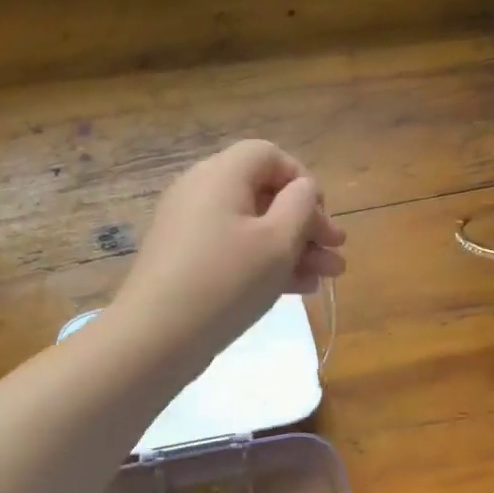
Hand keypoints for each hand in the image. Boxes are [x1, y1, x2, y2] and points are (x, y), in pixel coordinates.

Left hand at [110, 140, 346, 368]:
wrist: (156, 336)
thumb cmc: (226, 280)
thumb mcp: (278, 241)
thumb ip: (301, 205)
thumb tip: (303, 189)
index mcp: (221, 174)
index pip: (269, 156)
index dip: (302, 181)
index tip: (322, 218)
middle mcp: (201, 191)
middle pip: (264, 193)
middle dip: (306, 223)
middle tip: (336, 252)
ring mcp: (190, 227)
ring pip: (252, 226)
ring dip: (293, 248)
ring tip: (327, 277)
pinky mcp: (186, 260)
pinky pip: (234, 249)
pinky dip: (265, 262)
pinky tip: (297, 289)